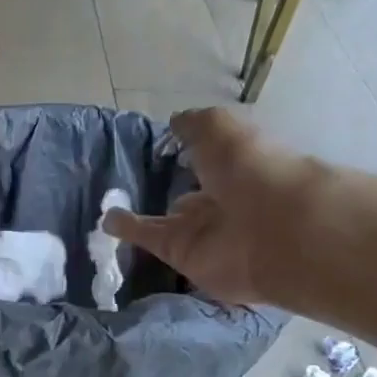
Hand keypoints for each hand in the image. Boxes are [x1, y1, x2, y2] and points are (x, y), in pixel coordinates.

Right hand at [102, 107, 324, 305]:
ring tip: (112, 206)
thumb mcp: (222, 130)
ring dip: (144, 218)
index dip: (194, 150)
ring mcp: (202, 231)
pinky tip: (106, 220)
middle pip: (192, 195)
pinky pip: (150, 239)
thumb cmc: (251, 169)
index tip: (168, 144)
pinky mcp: (180, 255)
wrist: (269, 230)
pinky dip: (128, 230)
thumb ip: (195, 126)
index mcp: (240, 166)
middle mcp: (222, 200)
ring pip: (166, 222)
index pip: (213, 158)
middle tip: (140, 183)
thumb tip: (174, 122)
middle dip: (173, 190)